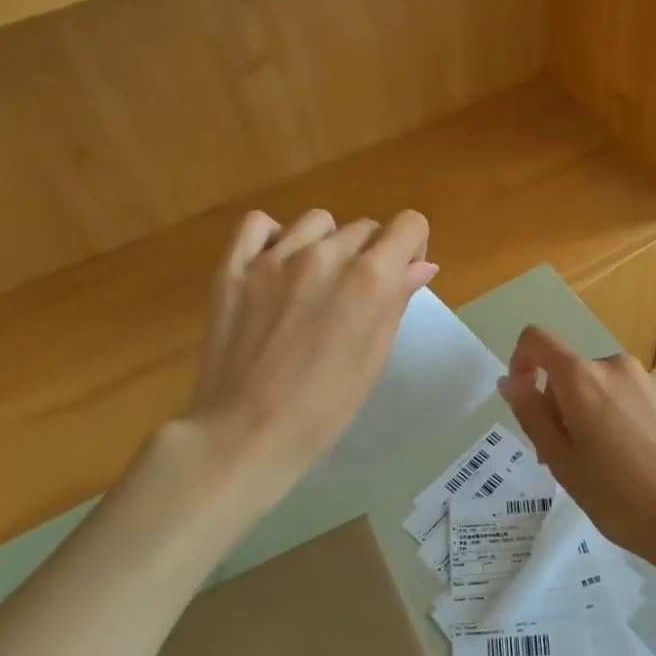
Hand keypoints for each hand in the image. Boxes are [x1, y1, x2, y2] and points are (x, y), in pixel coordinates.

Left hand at [189, 209, 436, 481]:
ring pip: (317, 222)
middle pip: (364, 227)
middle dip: (371, 254)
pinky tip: (276, 265)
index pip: (407, 225)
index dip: (412, 246)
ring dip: (327, 244)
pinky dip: (273, 236)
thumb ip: (397, 302)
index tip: (402, 275)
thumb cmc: (323, 408)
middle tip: (355, 296)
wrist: (246, 433)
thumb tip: (422, 266)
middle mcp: (324, 255)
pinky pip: (258, 225)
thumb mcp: (374, 358)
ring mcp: (274, 258)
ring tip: (314, 282)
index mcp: (368, 279)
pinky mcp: (233, 267)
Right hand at [496, 326, 655, 576]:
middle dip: (568, 404)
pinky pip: (649, 398)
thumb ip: (531, 415)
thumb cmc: (620, 499)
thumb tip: (510, 381)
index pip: (538, 340)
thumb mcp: (562, 464)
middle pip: (578, 373)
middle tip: (576, 457)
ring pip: (615, 387)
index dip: (522, 360)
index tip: (526, 397)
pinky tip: (655, 458)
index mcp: (582, 379)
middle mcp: (620, 366)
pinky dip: (640, 418)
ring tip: (621, 463)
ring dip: (606, 411)